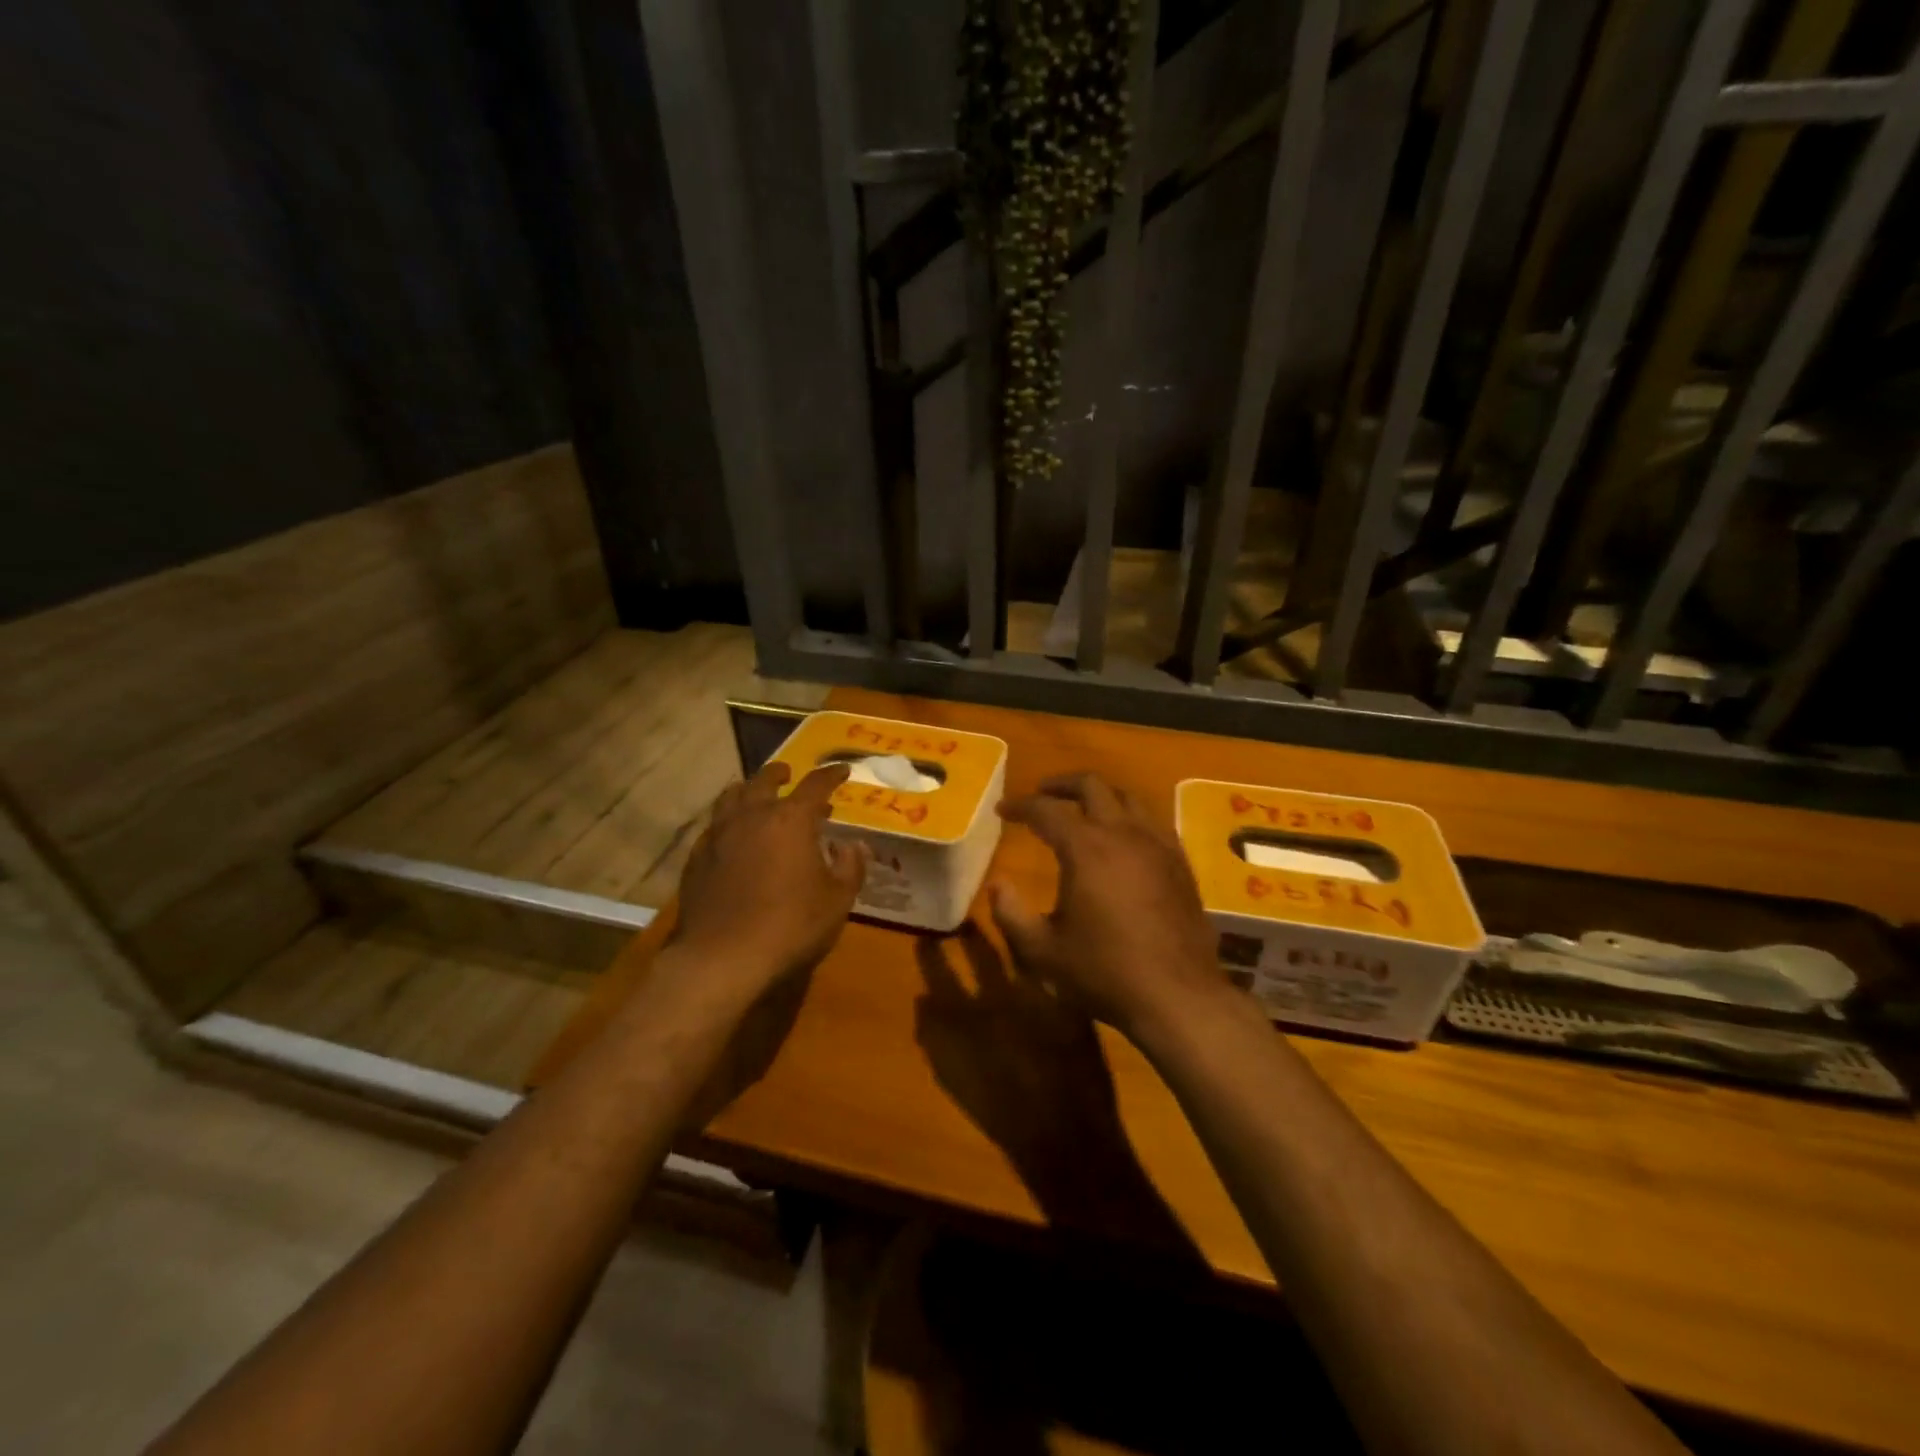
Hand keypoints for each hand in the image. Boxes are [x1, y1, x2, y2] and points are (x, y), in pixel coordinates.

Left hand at [672, 760, 869, 1001]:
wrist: (721, 958)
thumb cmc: (790, 925)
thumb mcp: (837, 900)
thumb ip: (849, 867)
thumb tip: (853, 846)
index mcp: (791, 819)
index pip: (815, 785)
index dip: (831, 775)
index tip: (842, 771)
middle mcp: (752, 816)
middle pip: (764, 781)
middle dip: (780, 774)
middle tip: (789, 773)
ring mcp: (719, 835)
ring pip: (731, 797)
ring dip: (748, 790)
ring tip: (755, 795)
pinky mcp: (696, 859)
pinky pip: (714, 827)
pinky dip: (728, 822)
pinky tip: (732, 837)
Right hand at [989, 772, 1229, 1037]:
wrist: (1177, 996)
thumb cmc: (1104, 972)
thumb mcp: (1042, 950)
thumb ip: (1010, 914)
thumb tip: (996, 885)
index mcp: (1086, 848)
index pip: (1046, 810)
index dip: (1020, 806)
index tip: (1003, 810)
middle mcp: (1123, 833)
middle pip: (1092, 786)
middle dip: (1061, 784)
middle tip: (1042, 794)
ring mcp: (1158, 845)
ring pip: (1128, 798)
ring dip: (1099, 796)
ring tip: (1082, 810)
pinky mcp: (1180, 863)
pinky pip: (1153, 822)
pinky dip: (1130, 818)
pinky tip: (1124, 839)